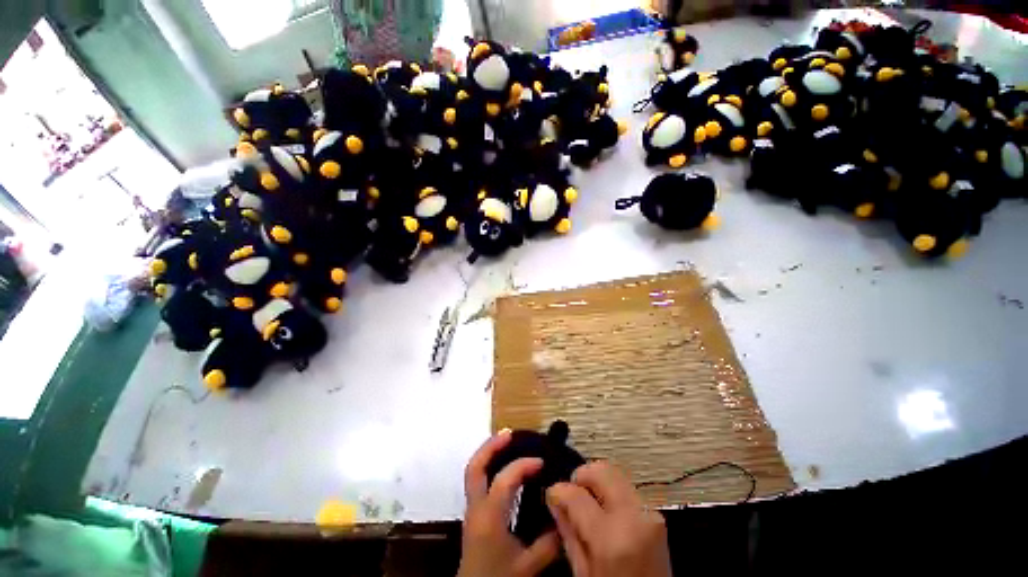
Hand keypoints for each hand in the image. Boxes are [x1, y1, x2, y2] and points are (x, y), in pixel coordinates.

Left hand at [458, 431, 561, 576]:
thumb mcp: (529, 566)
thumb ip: (550, 541)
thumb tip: (563, 513)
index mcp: (489, 517)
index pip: (504, 479)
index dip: (523, 465)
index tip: (542, 462)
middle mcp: (476, 507)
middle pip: (475, 467)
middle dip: (491, 446)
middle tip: (510, 433)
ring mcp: (472, 509)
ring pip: (474, 471)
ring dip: (489, 453)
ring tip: (506, 441)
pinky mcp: (474, 514)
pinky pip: (478, 480)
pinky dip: (489, 466)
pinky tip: (504, 465)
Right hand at [546, 461, 670, 576]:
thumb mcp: (583, 573)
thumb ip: (568, 532)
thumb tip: (555, 499)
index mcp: (612, 538)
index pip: (576, 494)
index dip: (559, 490)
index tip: (552, 495)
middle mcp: (634, 517)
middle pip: (602, 470)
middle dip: (581, 476)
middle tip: (571, 493)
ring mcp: (649, 512)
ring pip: (615, 474)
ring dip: (596, 483)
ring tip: (587, 503)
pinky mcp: (656, 513)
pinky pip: (626, 487)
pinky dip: (610, 490)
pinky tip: (603, 509)